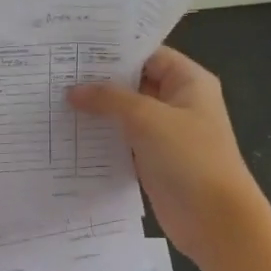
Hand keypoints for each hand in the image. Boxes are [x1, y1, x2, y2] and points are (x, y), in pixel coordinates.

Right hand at [67, 46, 264, 265]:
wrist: (214, 219)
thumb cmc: (189, 157)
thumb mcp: (147, 118)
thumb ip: (109, 99)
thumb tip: (73, 90)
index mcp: (189, 82)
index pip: (148, 55)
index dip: (115, 52)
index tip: (76, 51)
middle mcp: (179, 102)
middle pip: (135, 83)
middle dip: (99, 82)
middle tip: (57, 75)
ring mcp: (166, 133)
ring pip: (127, 114)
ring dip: (98, 112)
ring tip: (55, 102)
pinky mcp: (154, 160)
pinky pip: (124, 141)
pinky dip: (102, 138)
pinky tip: (71, 135)